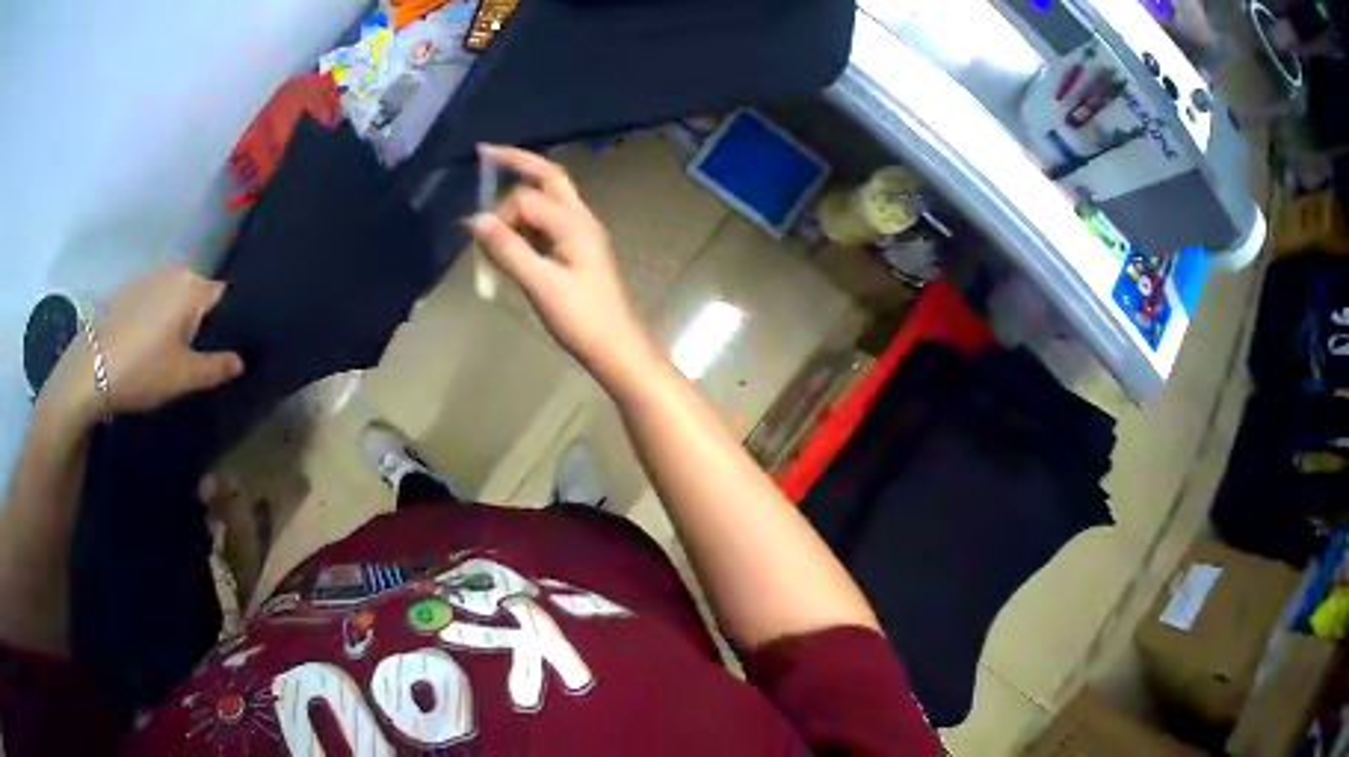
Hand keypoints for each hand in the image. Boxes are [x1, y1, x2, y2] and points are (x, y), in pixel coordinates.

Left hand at [51, 265, 244, 419]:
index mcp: (192, 286)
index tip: (227, 348)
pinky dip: (158, 317)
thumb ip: (216, 367)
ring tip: (172, 353)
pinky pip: (155, 299)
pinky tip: (149, 345)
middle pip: (199, 294)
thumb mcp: (183, 377)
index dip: (230, 323)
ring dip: (178, 319)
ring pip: (175, 296)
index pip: (224, 297)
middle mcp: (174, 271)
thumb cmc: (142, 370)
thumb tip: (240, 361)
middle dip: (202, 320)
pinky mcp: (129, 288)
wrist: (89, 370)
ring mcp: (149, 276)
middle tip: (198, 356)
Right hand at [469, 144, 655, 381]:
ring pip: (551, 193)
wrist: (614, 346)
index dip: (500, 215)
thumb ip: (507, 249)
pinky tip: (511, 225)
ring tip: (494, 180)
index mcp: (573, 223)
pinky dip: (527, 213)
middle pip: (548, 175)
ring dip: (522, 186)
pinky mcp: (577, 246)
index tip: (484, 243)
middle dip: (517, 161)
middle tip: (484, 152)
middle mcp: (580, 217)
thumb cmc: (580, 318)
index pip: (526, 198)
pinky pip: (550, 216)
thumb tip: (475, 219)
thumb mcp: (540, 285)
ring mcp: (581, 230)